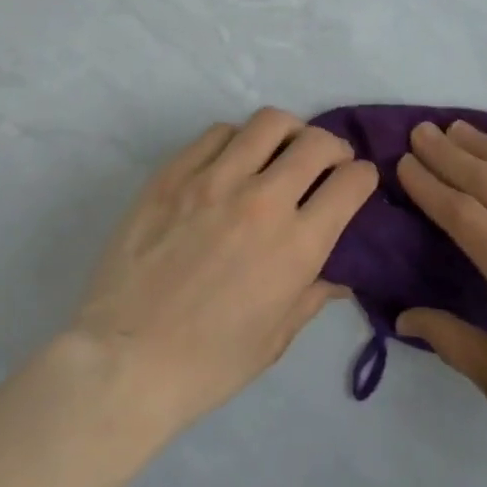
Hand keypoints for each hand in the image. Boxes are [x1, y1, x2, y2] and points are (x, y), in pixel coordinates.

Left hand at [64, 108, 377, 441]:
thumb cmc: (207, 364)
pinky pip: (218, 133)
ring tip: (280, 151)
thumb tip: (342, 275)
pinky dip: (237, 139)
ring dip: (288, 133)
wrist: (122, 362)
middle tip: (326, 162)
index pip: (351, 183)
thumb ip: (314, 295)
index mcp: (296, 245)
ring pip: (269, 122)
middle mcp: (263, 201)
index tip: (357, 182)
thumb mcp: (275, 339)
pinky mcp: (173, 174)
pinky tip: (232, 161)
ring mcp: (214, 180)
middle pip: (317, 142)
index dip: (363, 177)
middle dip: (334, 147)